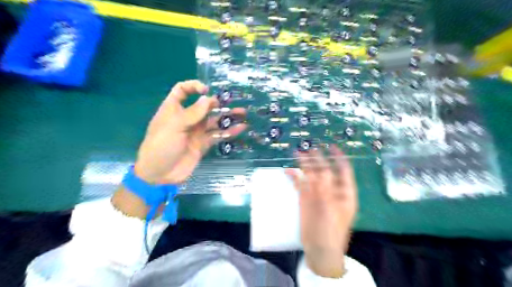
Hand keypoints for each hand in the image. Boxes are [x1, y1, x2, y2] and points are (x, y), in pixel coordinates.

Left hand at [132, 79, 246, 183]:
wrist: (160, 174)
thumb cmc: (161, 146)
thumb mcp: (174, 126)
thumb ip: (193, 113)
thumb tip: (208, 98)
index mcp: (173, 109)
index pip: (182, 91)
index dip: (193, 87)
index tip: (206, 90)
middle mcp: (187, 118)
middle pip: (204, 106)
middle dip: (218, 103)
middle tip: (232, 103)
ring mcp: (196, 131)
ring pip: (214, 121)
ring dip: (227, 117)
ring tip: (243, 114)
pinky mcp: (204, 143)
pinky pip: (218, 135)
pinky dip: (229, 132)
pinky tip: (241, 128)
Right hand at [286, 147, 356, 275]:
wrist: (320, 249)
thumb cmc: (331, 229)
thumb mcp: (331, 207)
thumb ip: (325, 188)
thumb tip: (319, 170)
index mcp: (345, 192)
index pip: (343, 170)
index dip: (338, 157)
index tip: (331, 146)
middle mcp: (332, 190)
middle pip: (325, 170)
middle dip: (318, 158)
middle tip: (310, 148)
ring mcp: (318, 194)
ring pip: (311, 175)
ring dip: (305, 165)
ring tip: (298, 153)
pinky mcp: (306, 199)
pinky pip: (300, 184)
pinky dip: (294, 177)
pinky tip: (288, 171)